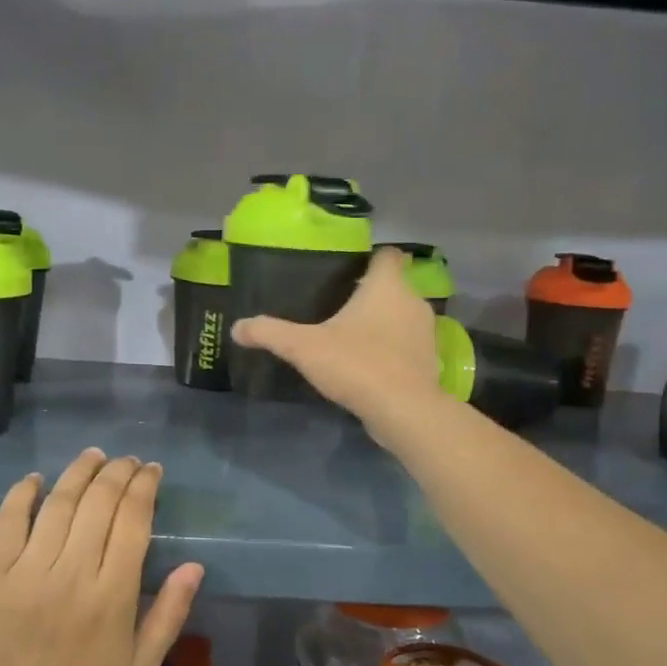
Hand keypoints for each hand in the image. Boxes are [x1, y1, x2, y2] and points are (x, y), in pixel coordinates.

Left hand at [0, 450, 203, 665]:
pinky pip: (8, 523)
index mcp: (114, 593)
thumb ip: (172, 611)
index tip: (151, 470)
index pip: (133, 520)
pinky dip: (22, 495)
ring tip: (93, 456)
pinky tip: (37, 479)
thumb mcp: (145, 661)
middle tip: (127, 461)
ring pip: (58, 504)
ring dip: (79, 472)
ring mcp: (31, 570)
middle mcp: (74, 572)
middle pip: (99, 502)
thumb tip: (194, 564)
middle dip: (118, 472)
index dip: (144, 487)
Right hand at [230, 247, 443, 435]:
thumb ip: (270, 333)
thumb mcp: (304, 347)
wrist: (404, 410)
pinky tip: (369, 364)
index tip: (349, 270)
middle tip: (340, 305)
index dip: (370, 258)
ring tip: (353, 336)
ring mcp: (426, 333)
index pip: (387, 255)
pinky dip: (392, 350)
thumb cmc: (356, 364)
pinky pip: (407, 346)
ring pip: (403, 316)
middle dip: (372, 294)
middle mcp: (412, 301)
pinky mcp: (429, 361)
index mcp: (387, 286)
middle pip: (395, 286)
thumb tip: (237, 328)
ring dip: (384, 323)